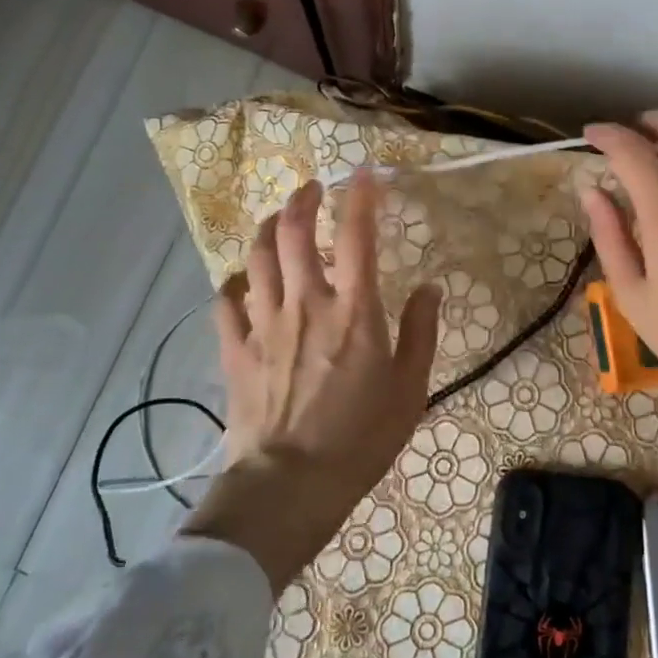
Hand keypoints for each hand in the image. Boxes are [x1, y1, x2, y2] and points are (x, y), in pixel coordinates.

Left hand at [182, 173, 441, 587]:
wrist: (290, 485)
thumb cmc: (360, 439)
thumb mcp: (410, 389)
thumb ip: (421, 332)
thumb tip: (431, 288)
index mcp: (354, 309)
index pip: (356, 235)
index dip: (361, 196)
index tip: (364, 173)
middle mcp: (306, 302)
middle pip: (293, 231)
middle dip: (301, 199)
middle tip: (311, 188)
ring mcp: (265, 323)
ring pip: (256, 257)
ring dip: (266, 228)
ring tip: (276, 219)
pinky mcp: (236, 349)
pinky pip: (227, 301)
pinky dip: (235, 281)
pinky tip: (243, 279)